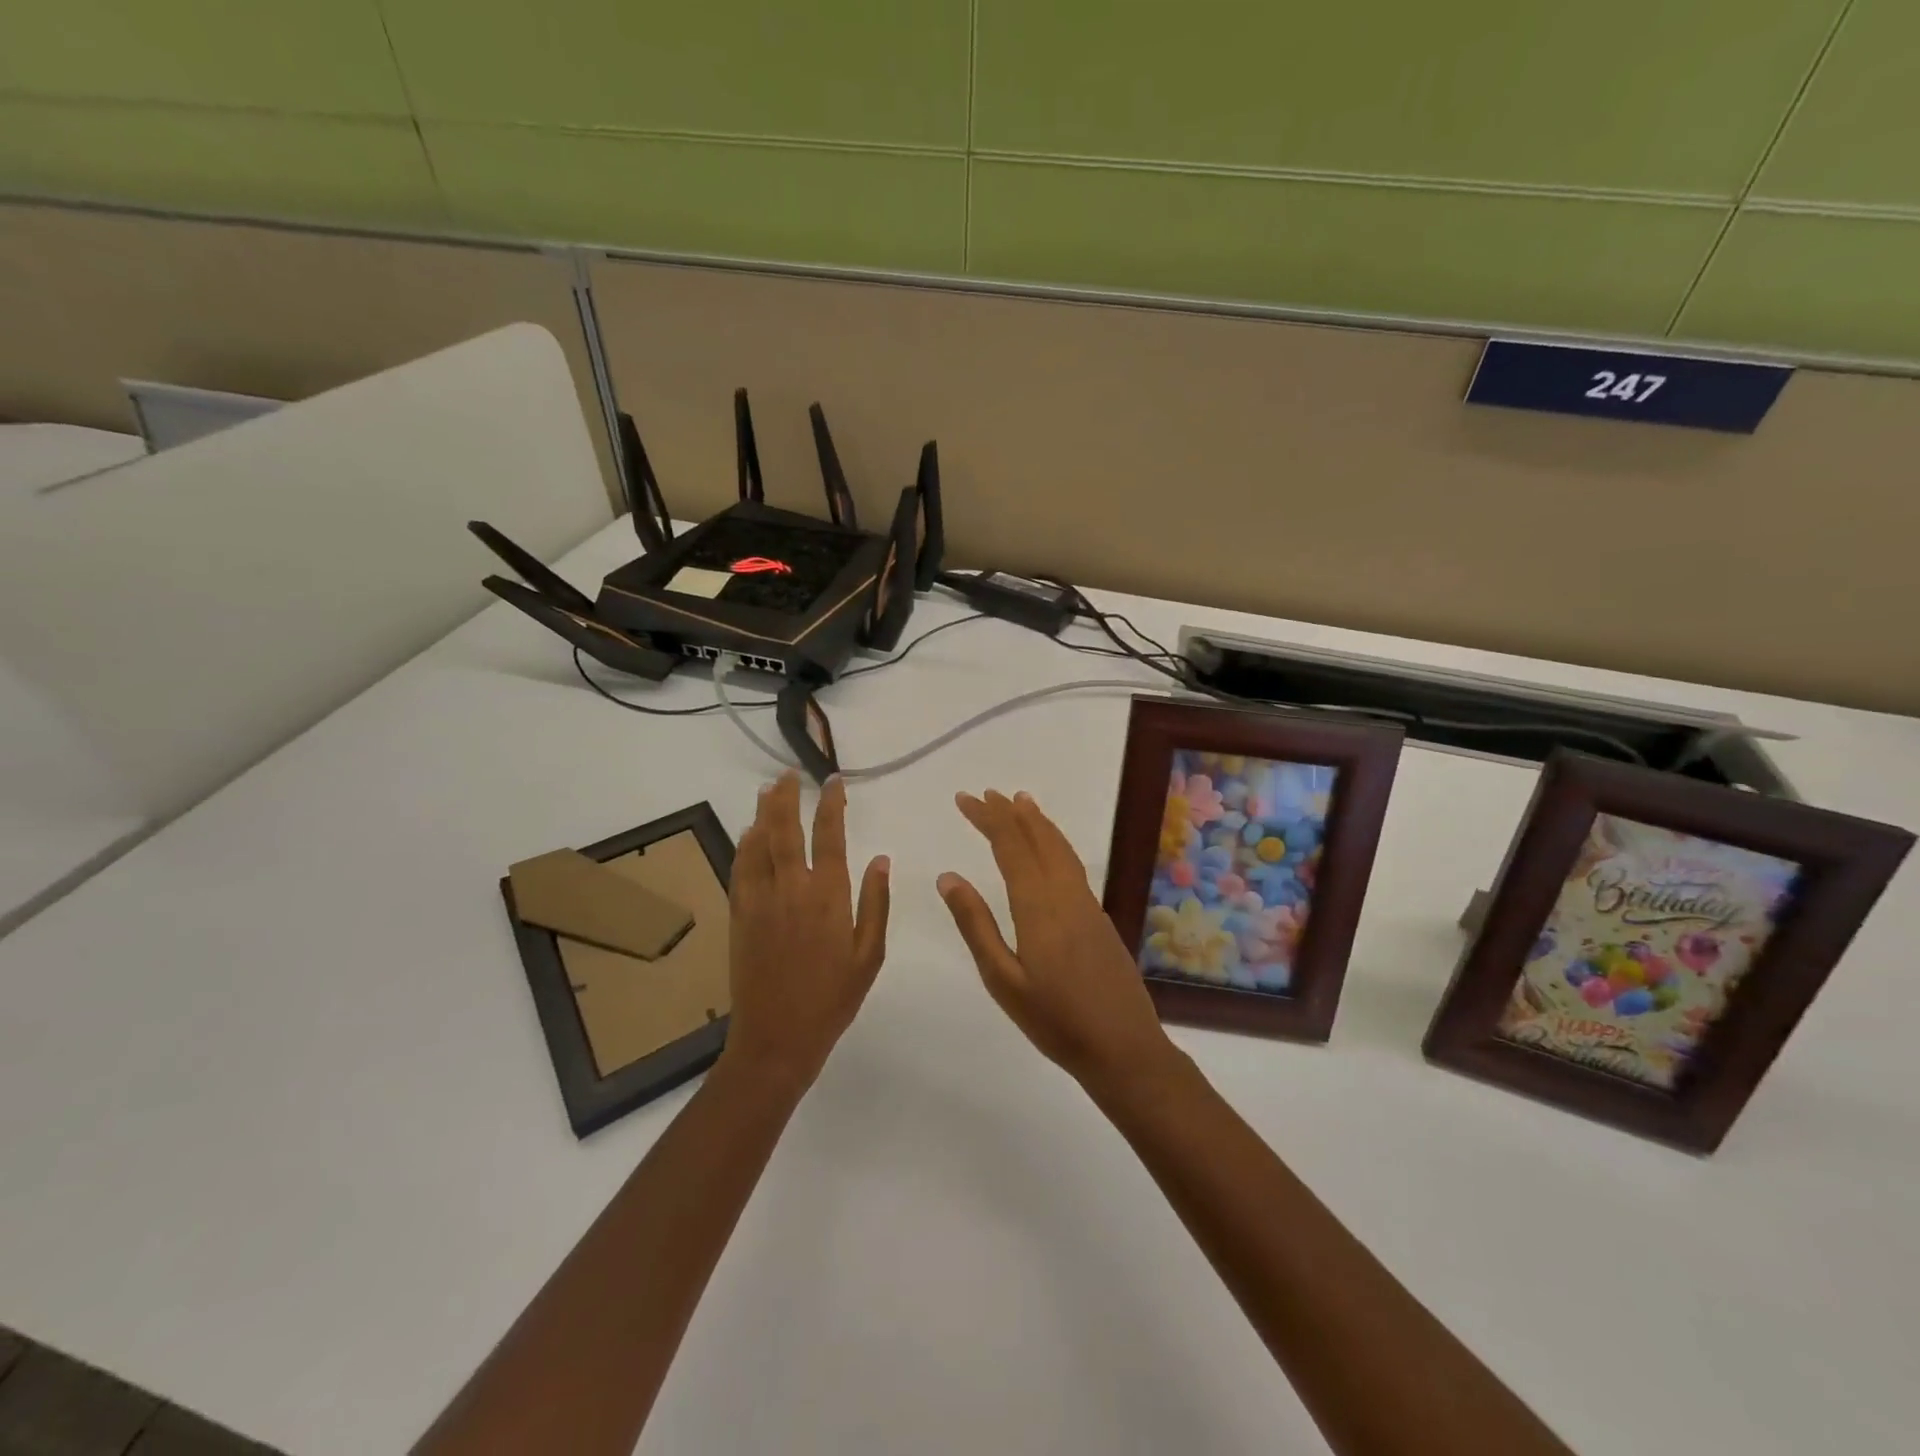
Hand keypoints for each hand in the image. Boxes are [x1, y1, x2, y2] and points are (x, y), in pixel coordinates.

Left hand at [723, 772, 890, 1090]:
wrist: (777, 1037)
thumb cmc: (833, 998)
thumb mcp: (870, 955)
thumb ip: (875, 903)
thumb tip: (880, 858)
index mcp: (828, 896)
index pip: (829, 835)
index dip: (832, 804)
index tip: (834, 781)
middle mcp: (790, 888)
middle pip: (785, 829)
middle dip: (788, 796)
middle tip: (790, 774)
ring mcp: (759, 900)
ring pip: (758, 843)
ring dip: (763, 812)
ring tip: (768, 789)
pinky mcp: (739, 915)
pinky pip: (740, 869)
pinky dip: (744, 845)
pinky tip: (749, 833)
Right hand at [938, 790, 1175, 1090]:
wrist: (1123, 1047)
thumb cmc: (1055, 1020)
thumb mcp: (1002, 979)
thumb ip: (976, 924)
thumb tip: (948, 877)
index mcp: (1038, 905)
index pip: (1009, 845)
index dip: (987, 818)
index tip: (964, 799)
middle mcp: (1065, 893)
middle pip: (1036, 839)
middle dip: (1009, 813)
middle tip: (984, 794)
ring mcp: (1087, 903)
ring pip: (1060, 848)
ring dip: (1037, 822)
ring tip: (1019, 802)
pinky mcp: (1098, 916)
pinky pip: (1072, 863)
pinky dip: (1055, 842)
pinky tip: (1049, 848)